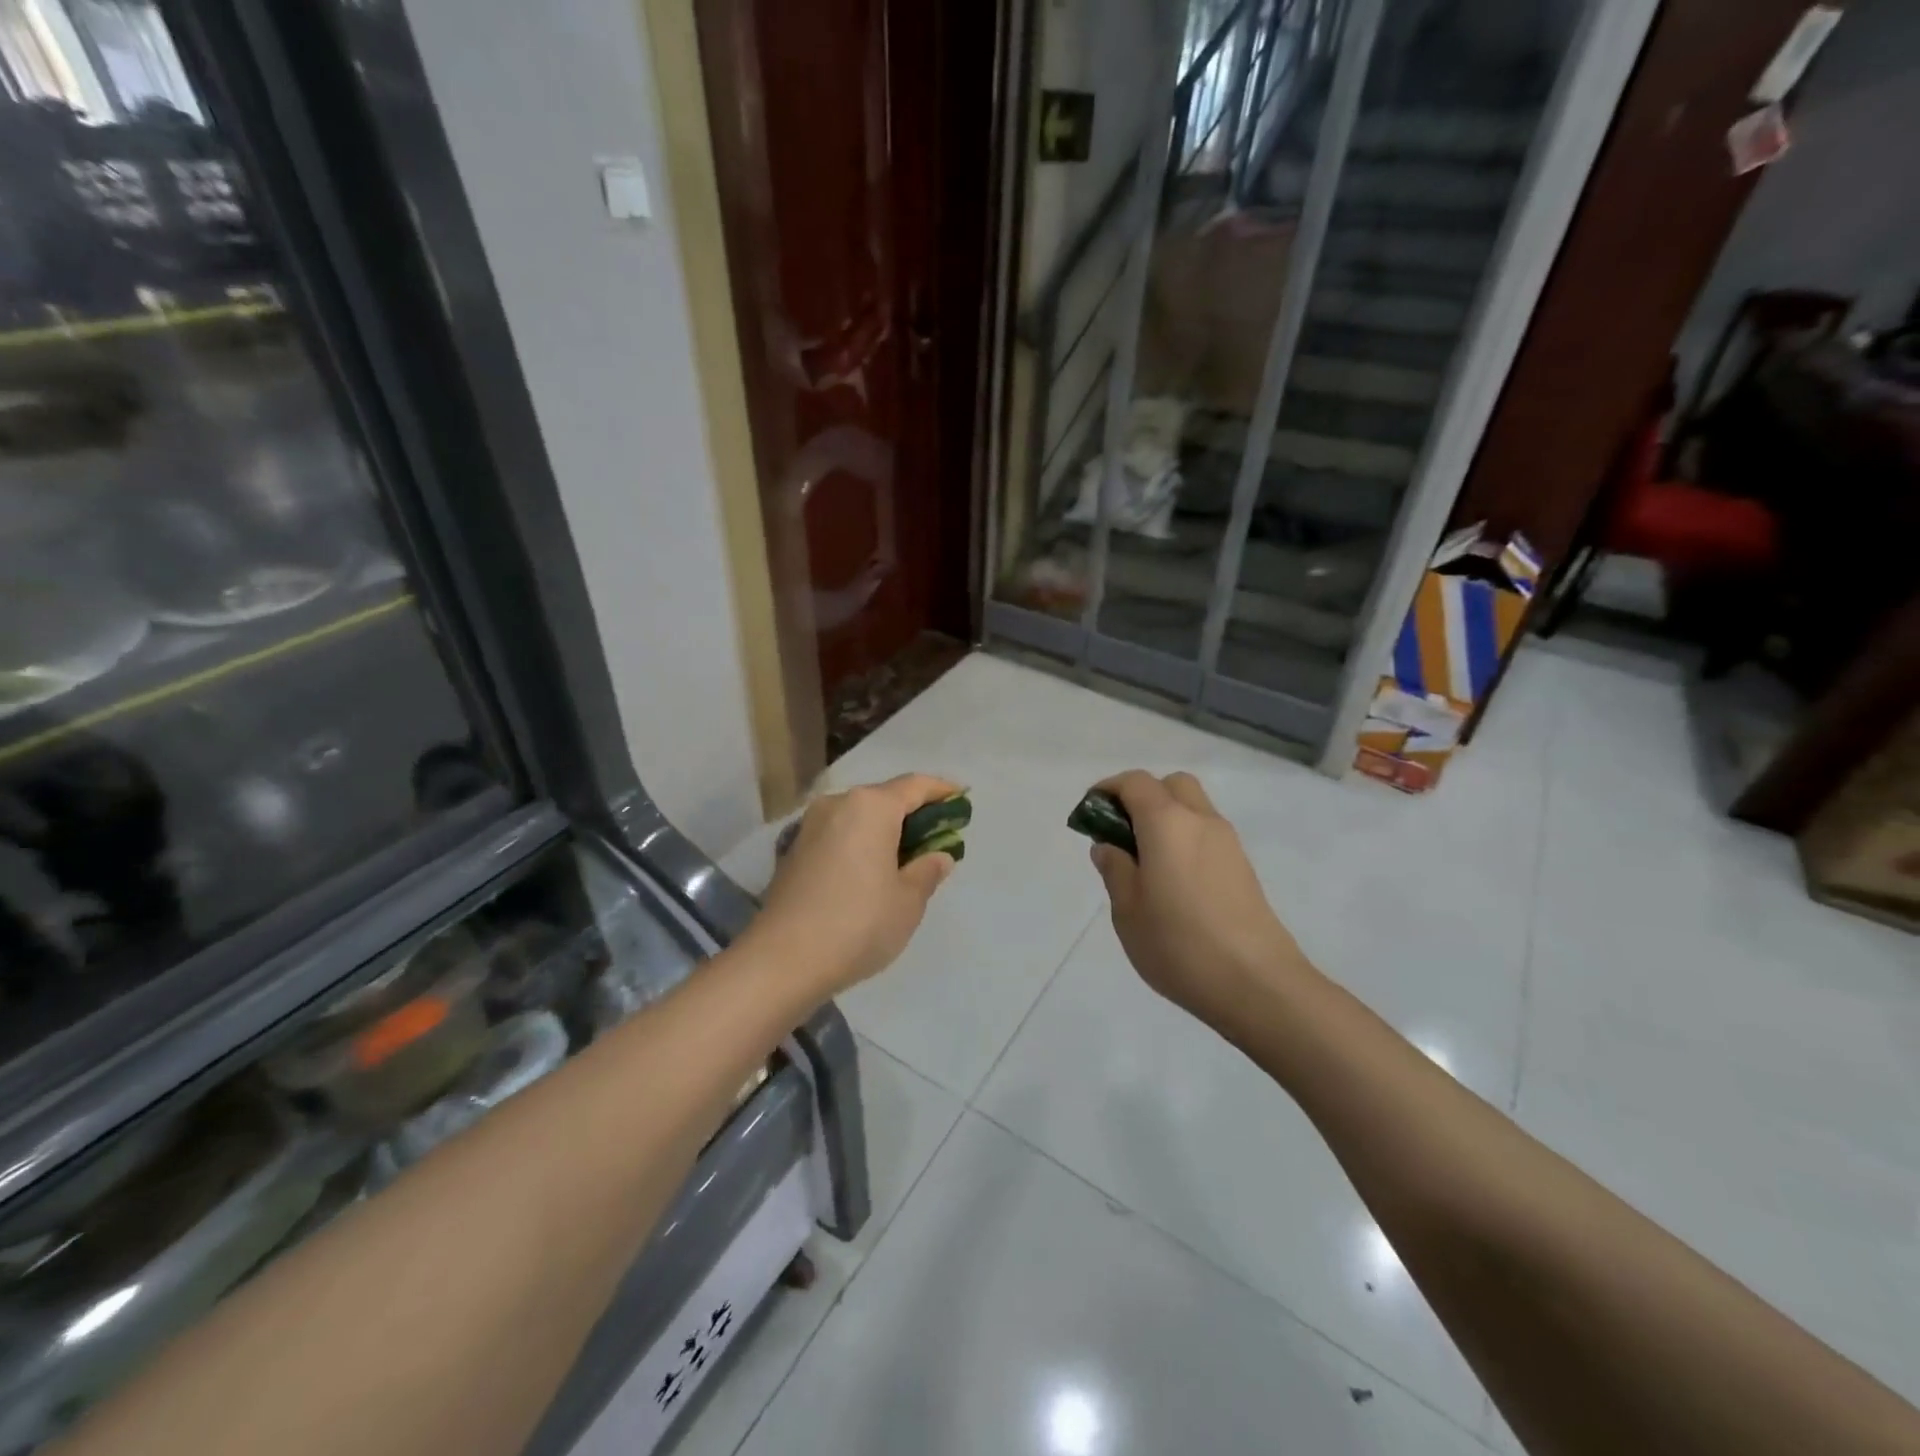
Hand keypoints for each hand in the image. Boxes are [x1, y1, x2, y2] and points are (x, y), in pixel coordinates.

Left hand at [746, 774, 960, 997]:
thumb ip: (927, 871)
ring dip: (884, 830)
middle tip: (936, 836)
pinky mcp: (793, 851)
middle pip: (884, 798)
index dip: (942, 790)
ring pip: (858, 817)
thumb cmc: (858, 924)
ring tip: (904, 858)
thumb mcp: (908, 901)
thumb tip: (938, 857)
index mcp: (871, 807)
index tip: (961, 798)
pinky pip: (838, 835)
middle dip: (912, 813)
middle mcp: (838, 804)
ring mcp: (809, 826)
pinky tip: (869, 872)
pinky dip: (859, 844)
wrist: (782, 960)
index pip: (915, 786)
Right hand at [1087, 770, 1312, 1031]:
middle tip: (1122, 834)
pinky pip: (1207, 834)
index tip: (1090, 813)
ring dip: (1166, 818)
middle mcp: (1201, 820)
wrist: (1257, 984)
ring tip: (1145, 862)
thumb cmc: (1180, 945)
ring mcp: (1228, 842)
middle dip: (1142, 796)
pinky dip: (1185, 839)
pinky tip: (1173, 881)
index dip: (1108, 789)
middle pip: (1171, 785)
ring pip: (1193, 807)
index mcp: (1167, 823)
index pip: (1135, 782)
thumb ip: (1115, 870)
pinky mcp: (1243, 867)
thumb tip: (1109, 847)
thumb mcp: (1128, 911)